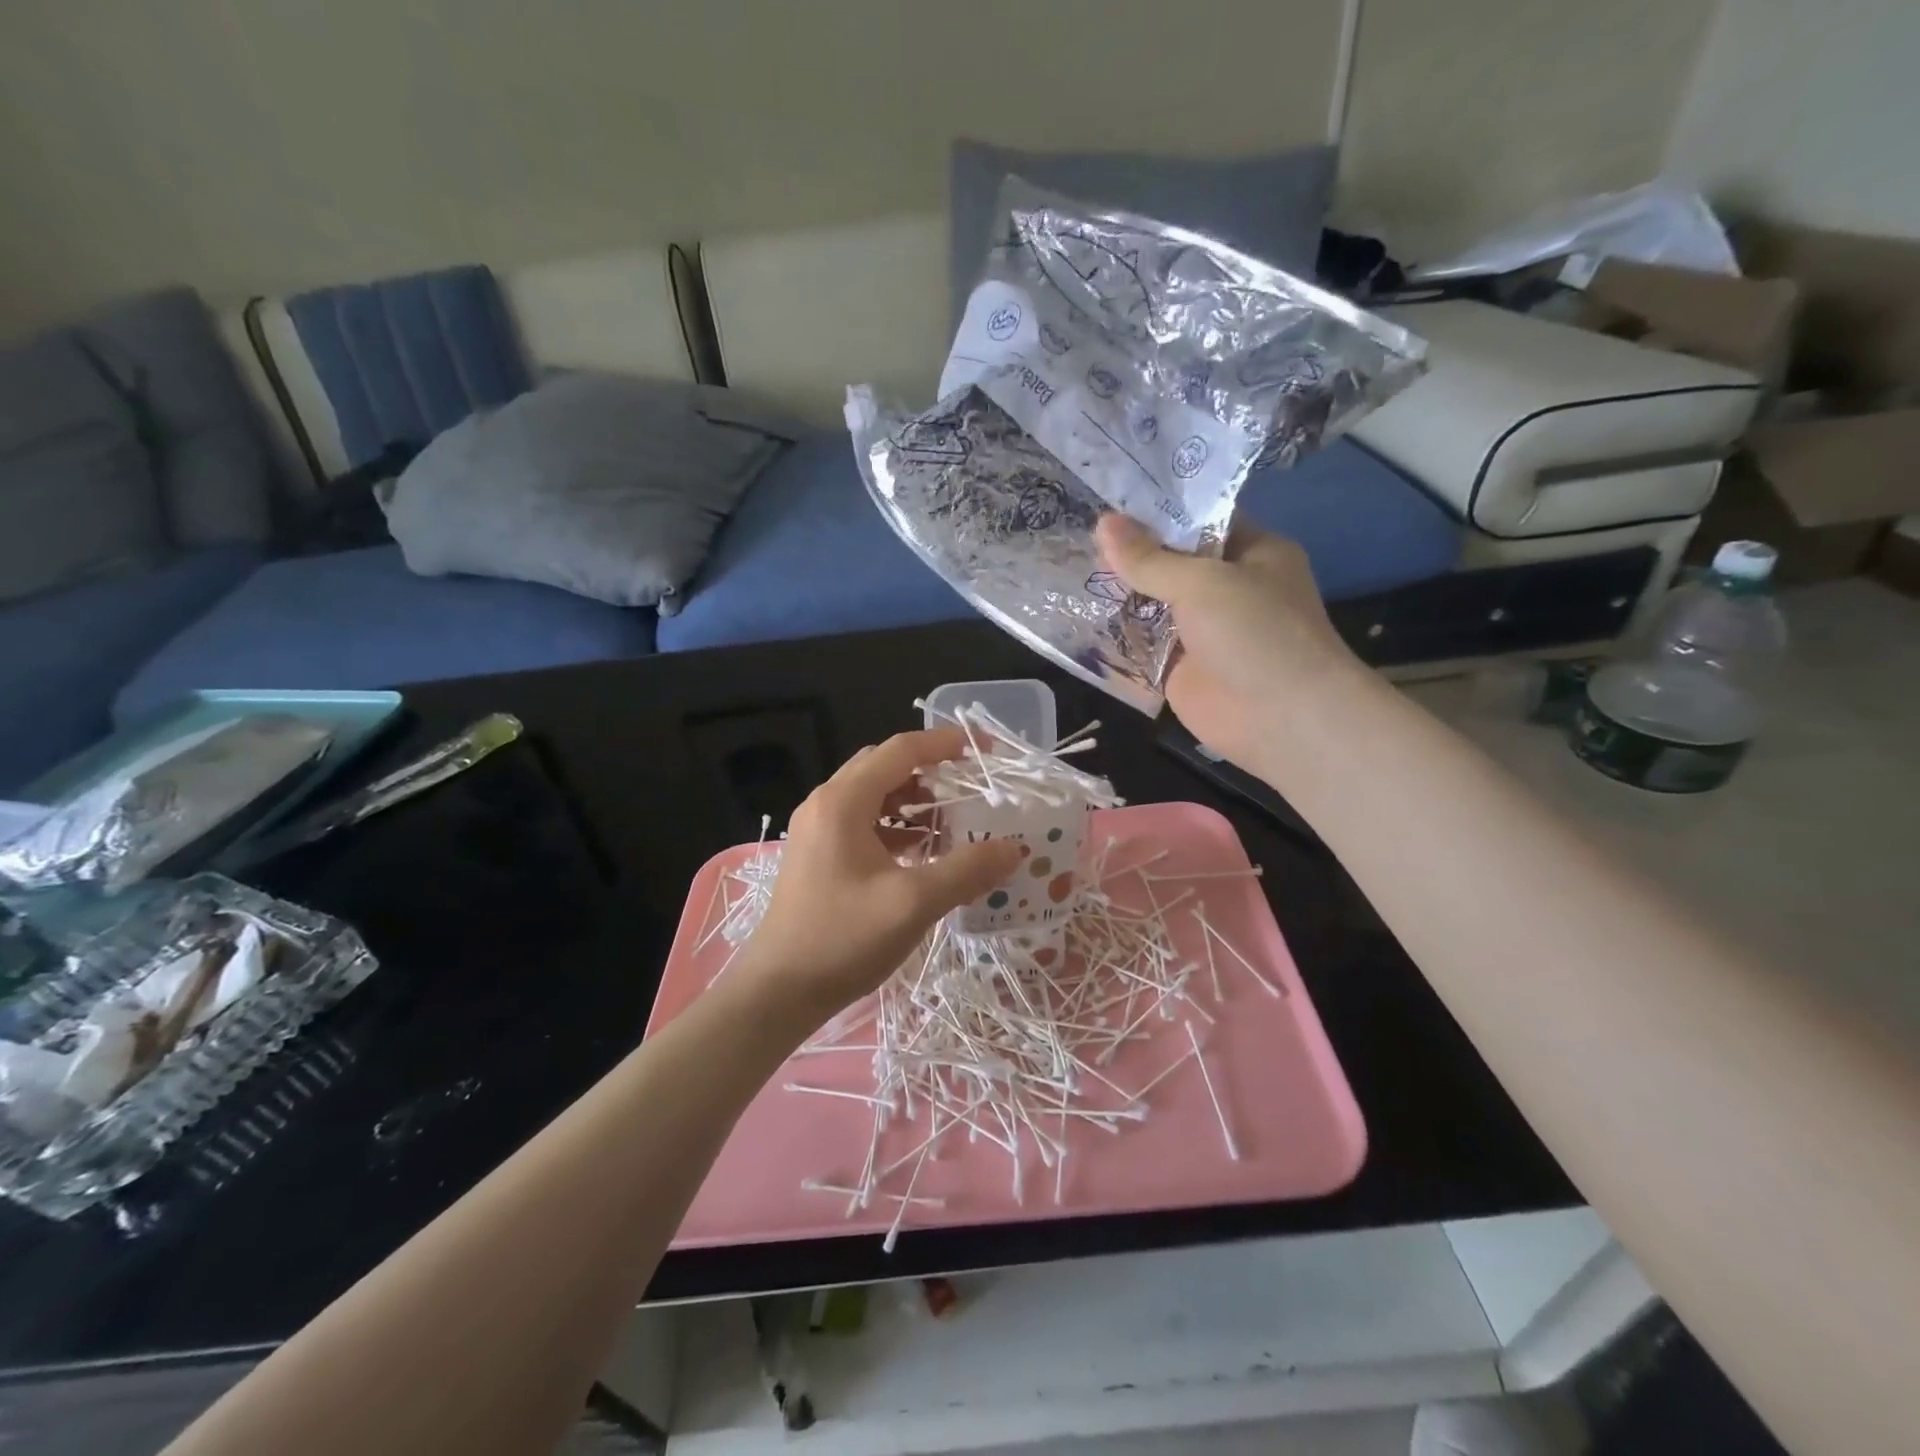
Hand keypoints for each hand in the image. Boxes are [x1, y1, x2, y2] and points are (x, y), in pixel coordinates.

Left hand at [736, 729, 1022, 1019]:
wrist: (777, 991)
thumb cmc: (842, 939)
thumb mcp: (913, 904)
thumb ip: (966, 870)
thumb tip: (1013, 848)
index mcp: (843, 801)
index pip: (901, 750)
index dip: (945, 744)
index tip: (985, 750)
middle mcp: (826, 804)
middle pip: (884, 767)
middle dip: (930, 772)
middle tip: (969, 788)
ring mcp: (817, 830)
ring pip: (873, 795)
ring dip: (912, 801)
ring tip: (949, 823)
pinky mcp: (817, 855)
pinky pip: (862, 822)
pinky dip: (895, 826)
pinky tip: (919, 852)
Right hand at [1096, 514, 1360, 776]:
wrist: (1281, 719)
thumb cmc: (1255, 634)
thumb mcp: (1202, 583)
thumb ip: (1150, 559)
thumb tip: (1102, 523)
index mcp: (1250, 553)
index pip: (1199, 519)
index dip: (1156, 510)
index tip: (1108, 499)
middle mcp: (1226, 588)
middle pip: (1169, 563)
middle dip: (1128, 554)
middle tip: (1075, 534)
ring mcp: (1201, 631)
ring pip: (1150, 605)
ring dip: (1116, 594)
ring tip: (1065, 568)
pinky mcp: (1179, 669)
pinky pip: (1140, 646)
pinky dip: (1113, 638)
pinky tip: (1074, 618)